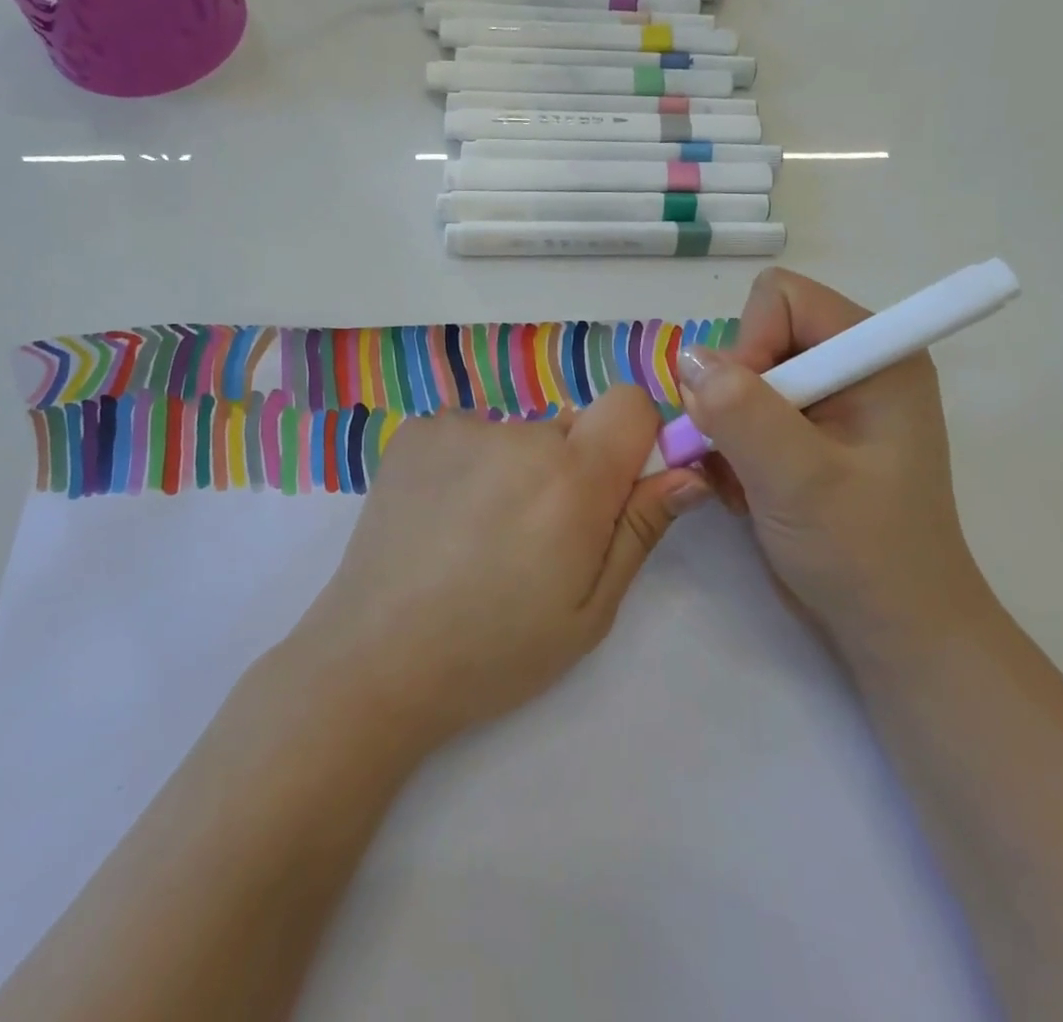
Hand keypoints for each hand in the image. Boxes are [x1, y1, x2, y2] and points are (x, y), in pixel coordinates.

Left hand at [286, 387, 709, 750]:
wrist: (374, 659)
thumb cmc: (496, 650)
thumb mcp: (590, 610)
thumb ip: (640, 528)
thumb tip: (688, 471)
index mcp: (572, 478)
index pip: (630, 404)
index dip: (635, 439)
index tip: (618, 487)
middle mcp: (519, 434)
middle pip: (572, 426)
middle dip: (572, 468)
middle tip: (538, 535)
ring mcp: (459, 426)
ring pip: (518, 434)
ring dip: (517, 469)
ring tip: (480, 534)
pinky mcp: (417, 431)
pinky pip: (469, 434)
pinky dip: (469, 464)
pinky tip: (444, 518)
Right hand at [674, 268, 993, 660]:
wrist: (894, 634)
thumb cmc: (864, 554)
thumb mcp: (801, 480)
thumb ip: (743, 411)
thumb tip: (689, 359)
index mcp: (875, 354)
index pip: (783, 298)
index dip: (750, 342)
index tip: (741, 409)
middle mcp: (850, 366)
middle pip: (756, 335)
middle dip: (731, 392)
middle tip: (735, 450)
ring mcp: (826, 402)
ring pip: (739, 377)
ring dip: (724, 425)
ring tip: (743, 479)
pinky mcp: (803, 435)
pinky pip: (740, 412)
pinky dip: (729, 447)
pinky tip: (745, 490)